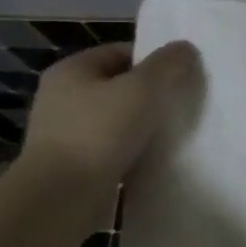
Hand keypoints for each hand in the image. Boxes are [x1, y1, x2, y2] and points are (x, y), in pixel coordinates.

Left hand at [18, 41, 197, 183]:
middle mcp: (62, 97)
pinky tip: (152, 159)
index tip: (181, 75)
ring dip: (141, 126)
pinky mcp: (71, 165)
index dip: (153, 60)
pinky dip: (130, 152)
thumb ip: (167, 65)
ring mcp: (63, 134)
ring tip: (172, 133)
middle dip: (149, 94)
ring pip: (115, 120)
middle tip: (181, 103)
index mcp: (72, 70)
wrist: (60, 198)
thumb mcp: (142, 89)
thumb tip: (185, 48)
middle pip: (118, 86)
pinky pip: (109, 149)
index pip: (120, 52)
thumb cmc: (98, 133)